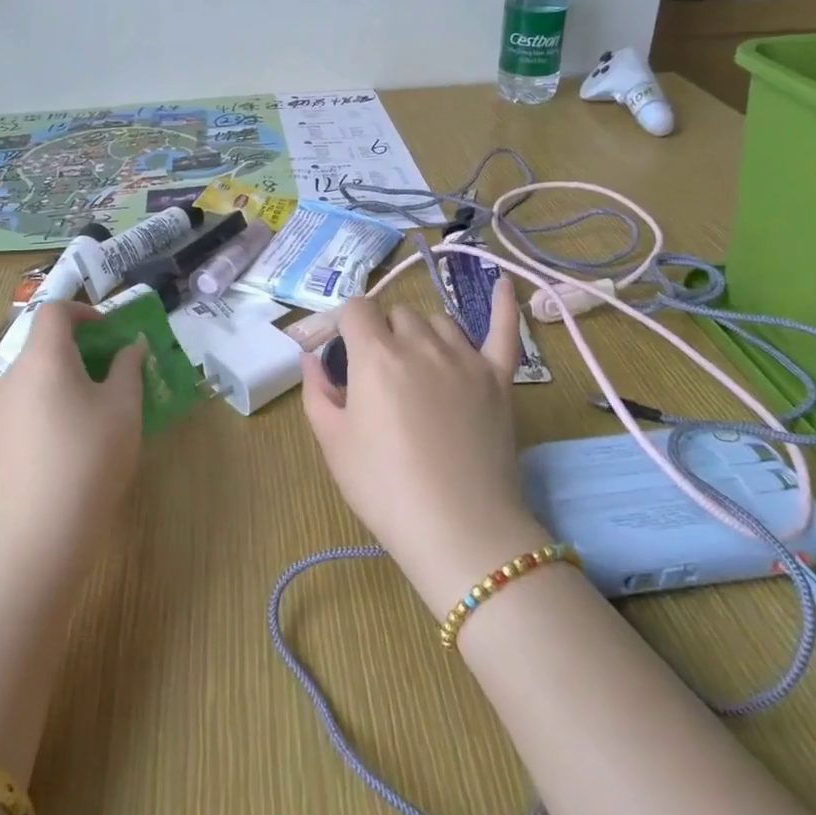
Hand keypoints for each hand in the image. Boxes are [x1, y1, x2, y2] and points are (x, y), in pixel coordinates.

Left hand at [0, 302, 146, 579]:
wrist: (38, 534)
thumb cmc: (89, 459)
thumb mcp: (124, 408)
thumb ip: (128, 368)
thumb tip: (130, 346)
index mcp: (44, 359)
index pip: (54, 311)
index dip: (82, 311)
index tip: (108, 332)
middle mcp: (12, 377)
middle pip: (42, 345)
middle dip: (78, 350)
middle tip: (109, 375)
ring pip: (32, 379)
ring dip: (61, 381)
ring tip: (91, 414)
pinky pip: (21, 409)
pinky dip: (45, 408)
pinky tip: (65, 448)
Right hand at [299, 275, 548, 612]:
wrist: (460, 530)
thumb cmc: (385, 488)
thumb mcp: (333, 443)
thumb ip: (317, 391)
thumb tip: (310, 357)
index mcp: (375, 355)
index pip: (356, 309)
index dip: (345, 326)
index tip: (343, 352)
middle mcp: (420, 343)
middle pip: (397, 313)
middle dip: (383, 334)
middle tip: (380, 377)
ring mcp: (465, 357)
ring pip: (438, 320)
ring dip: (422, 333)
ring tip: (418, 367)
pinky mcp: (498, 376)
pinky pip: (504, 330)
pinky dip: (504, 305)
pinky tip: (503, 284)